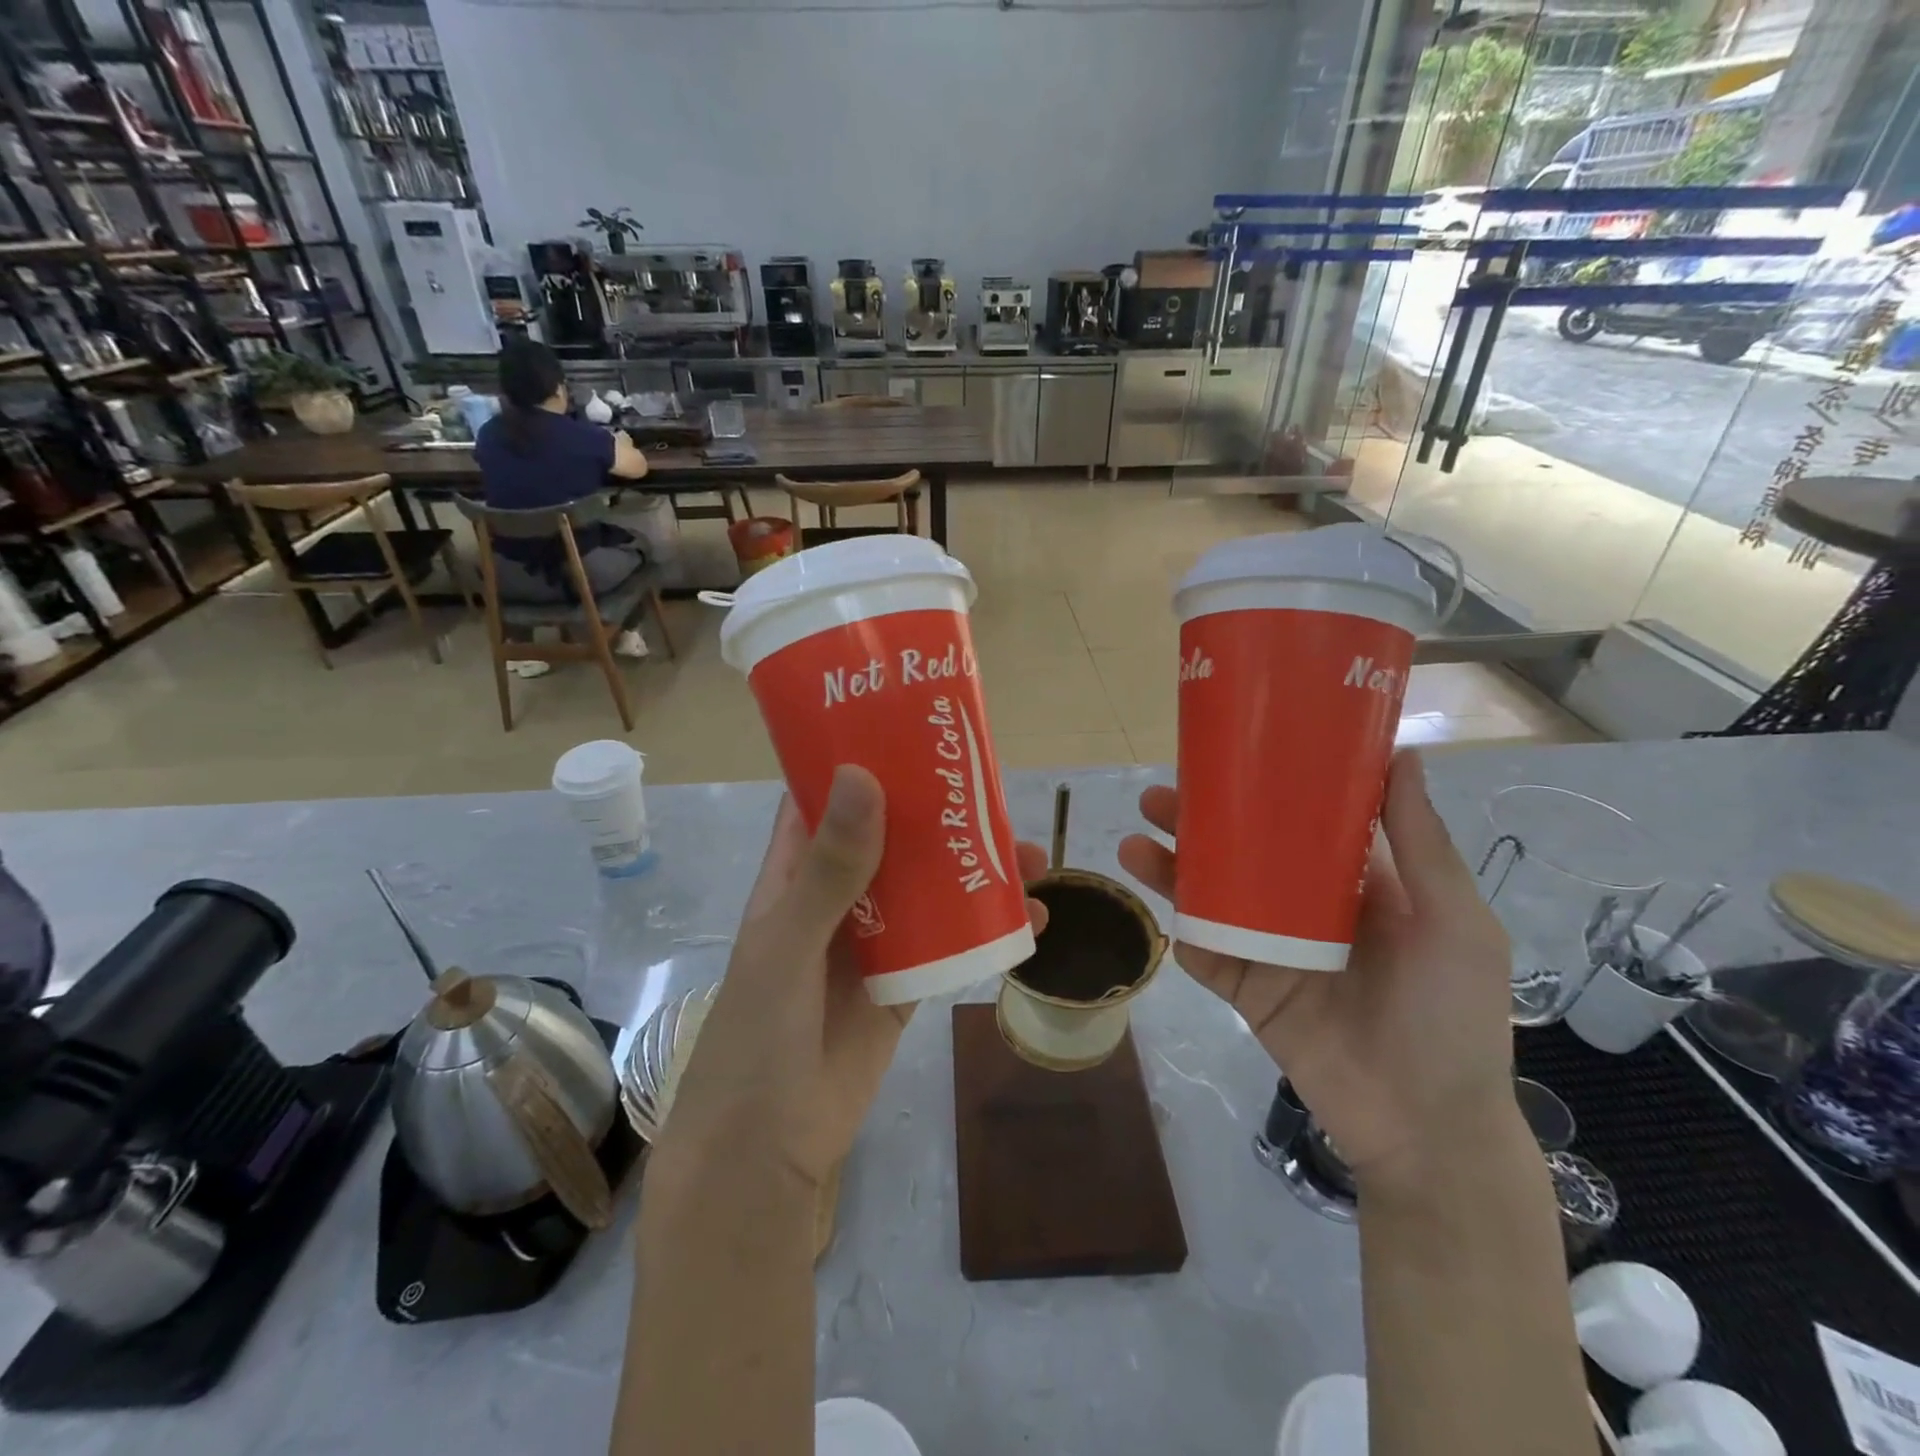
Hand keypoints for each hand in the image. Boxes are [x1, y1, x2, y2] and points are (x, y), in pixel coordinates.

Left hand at [657, 765, 1048, 1189]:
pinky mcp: (908, 982)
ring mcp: (875, 940)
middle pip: (890, 836)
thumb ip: (829, 869)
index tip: (910, 726)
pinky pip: (953, 941)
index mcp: (795, 875)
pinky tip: (1036, 916)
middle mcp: (837, 896)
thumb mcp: (788, 944)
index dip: (860, 759)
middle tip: (992, 781)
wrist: (769, 1151)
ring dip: (973, 865)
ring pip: (929, 886)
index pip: (824, 798)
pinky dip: (990, 926)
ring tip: (1031, 850)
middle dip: (937, 810)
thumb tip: (864, 777)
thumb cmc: (758, 1036)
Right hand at [1118, 750, 1516, 1190]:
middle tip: (1157, 798)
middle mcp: (1304, 909)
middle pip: (1240, 855)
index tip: (1228, 756)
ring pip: (1211, 898)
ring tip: (1134, 842)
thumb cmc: (1451, 1015)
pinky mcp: (1246, 991)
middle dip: (1198, 824)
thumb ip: (1420, 843)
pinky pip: (1205, 954)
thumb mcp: (1453, 921)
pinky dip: (1180, 931)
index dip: (1262, 789)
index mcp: (1355, 885)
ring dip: (1172, 870)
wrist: (1425, 1127)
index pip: (1299, 823)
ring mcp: (1269, 950)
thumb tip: (1400, 754)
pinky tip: (1158, 907)